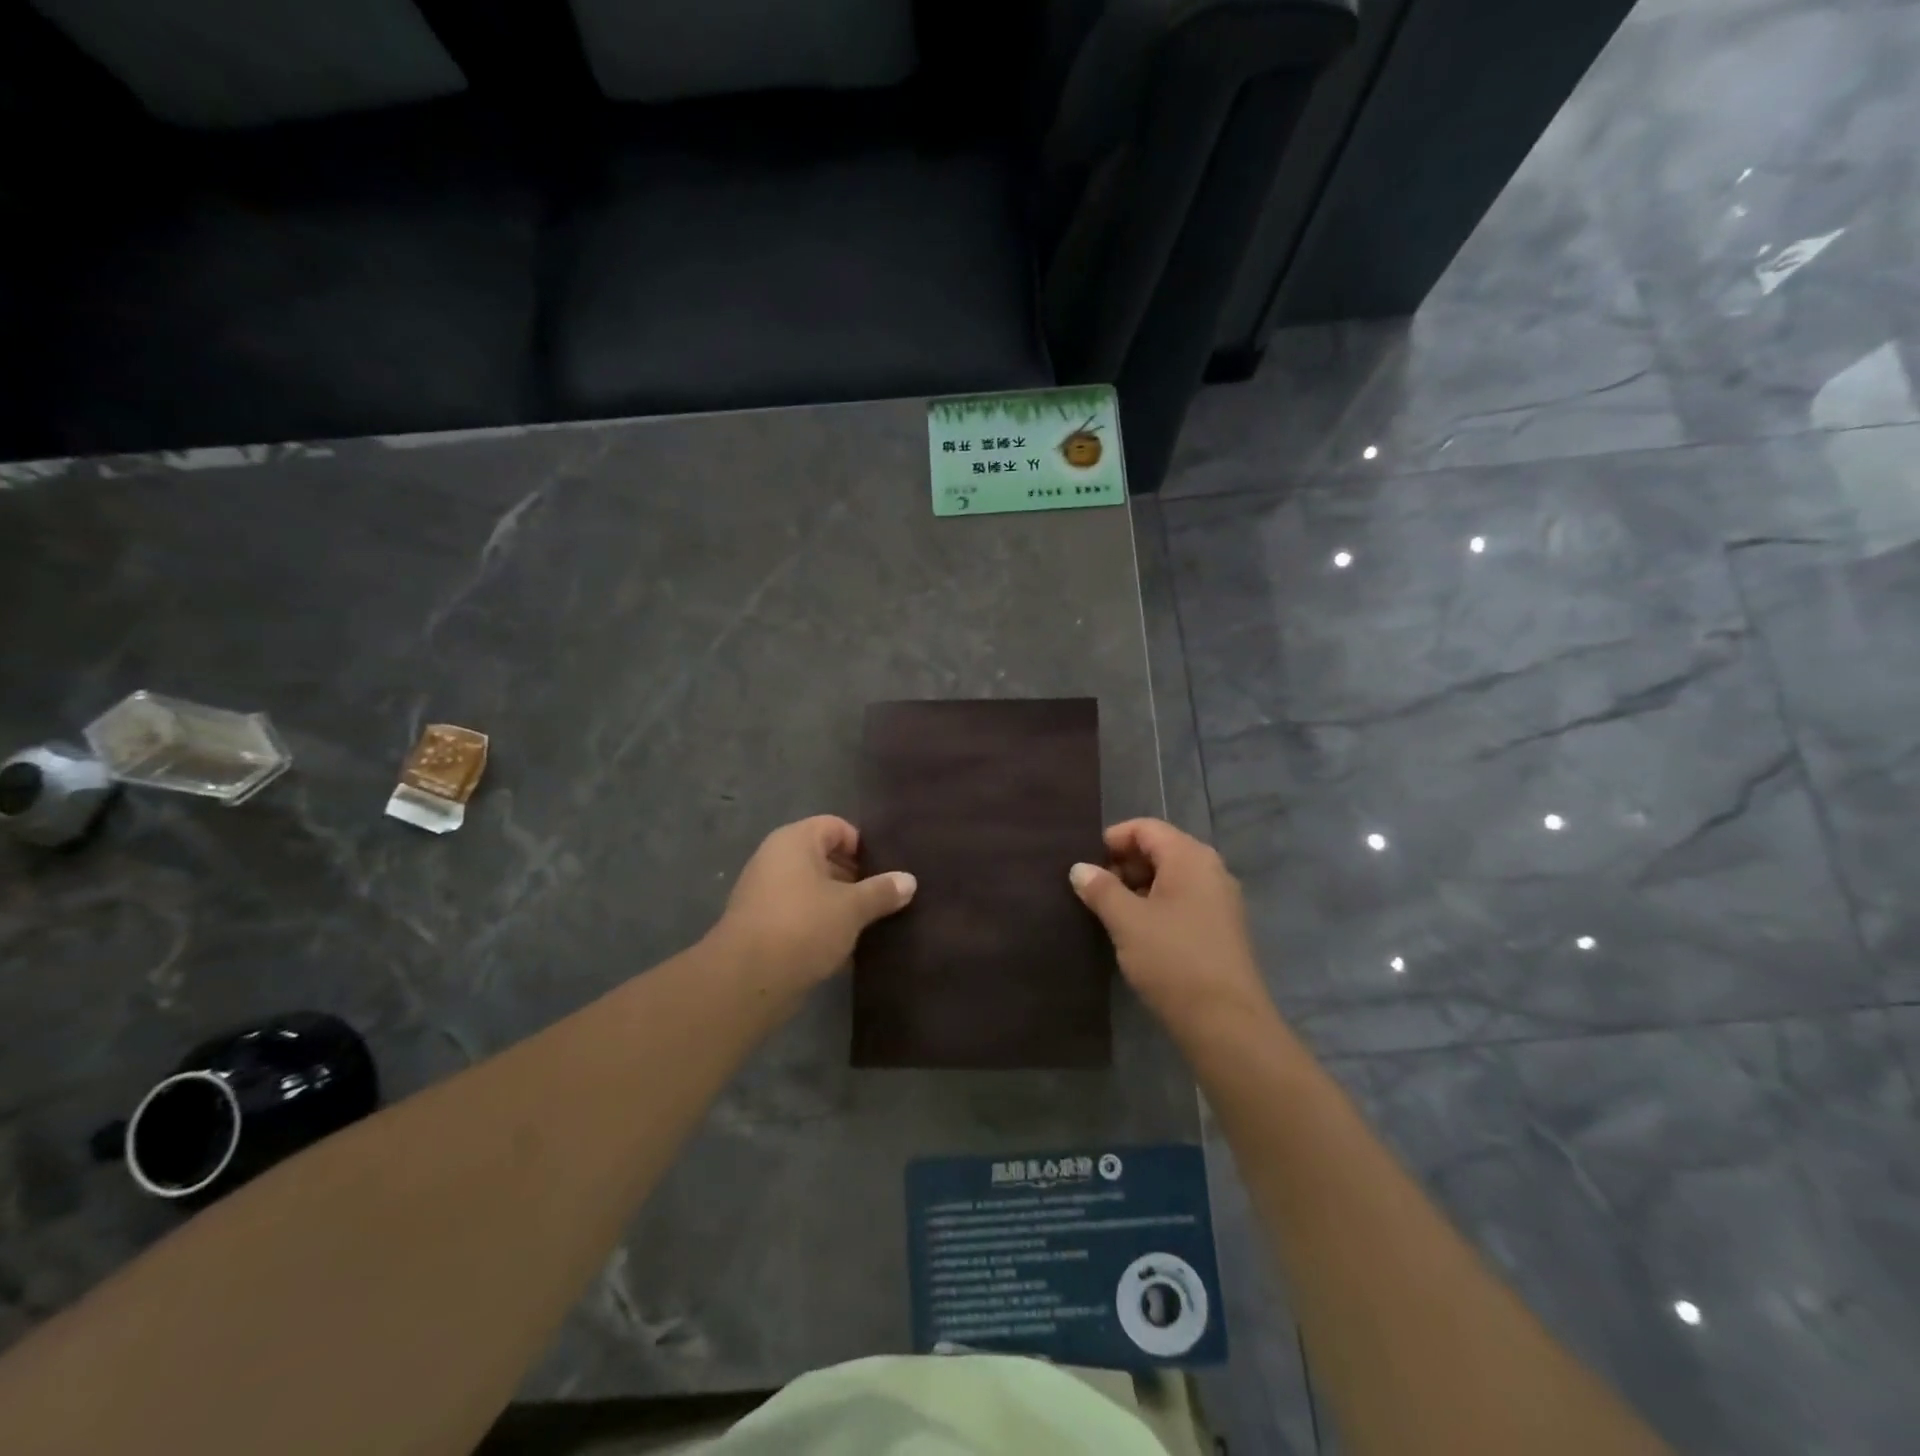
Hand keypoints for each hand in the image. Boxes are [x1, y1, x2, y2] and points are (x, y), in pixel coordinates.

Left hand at [713, 816, 915, 993]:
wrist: (748, 980)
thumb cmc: (804, 926)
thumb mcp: (852, 908)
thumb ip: (882, 891)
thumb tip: (909, 880)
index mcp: (795, 841)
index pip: (835, 827)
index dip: (862, 845)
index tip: (885, 870)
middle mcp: (775, 860)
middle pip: (824, 858)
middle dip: (855, 878)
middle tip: (884, 898)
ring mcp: (765, 894)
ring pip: (813, 891)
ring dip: (840, 906)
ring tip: (870, 924)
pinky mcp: (761, 926)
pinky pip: (800, 916)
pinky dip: (821, 927)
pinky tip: (846, 949)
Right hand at [1070, 819, 1273, 1035]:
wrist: (1226, 1023)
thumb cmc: (1172, 960)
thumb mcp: (1127, 921)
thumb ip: (1100, 889)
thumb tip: (1079, 868)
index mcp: (1190, 857)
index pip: (1146, 828)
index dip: (1113, 839)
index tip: (1086, 864)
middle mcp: (1210, 870)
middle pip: (1160, 849)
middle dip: (1124, 864)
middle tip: (1093, 890)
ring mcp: (1220, 900)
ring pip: (1171, 877)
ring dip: (1138, 887)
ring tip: (1110, 912)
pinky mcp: (1221, 928)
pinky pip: (1183, 900)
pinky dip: (1157, 905)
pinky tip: (1137, 932)